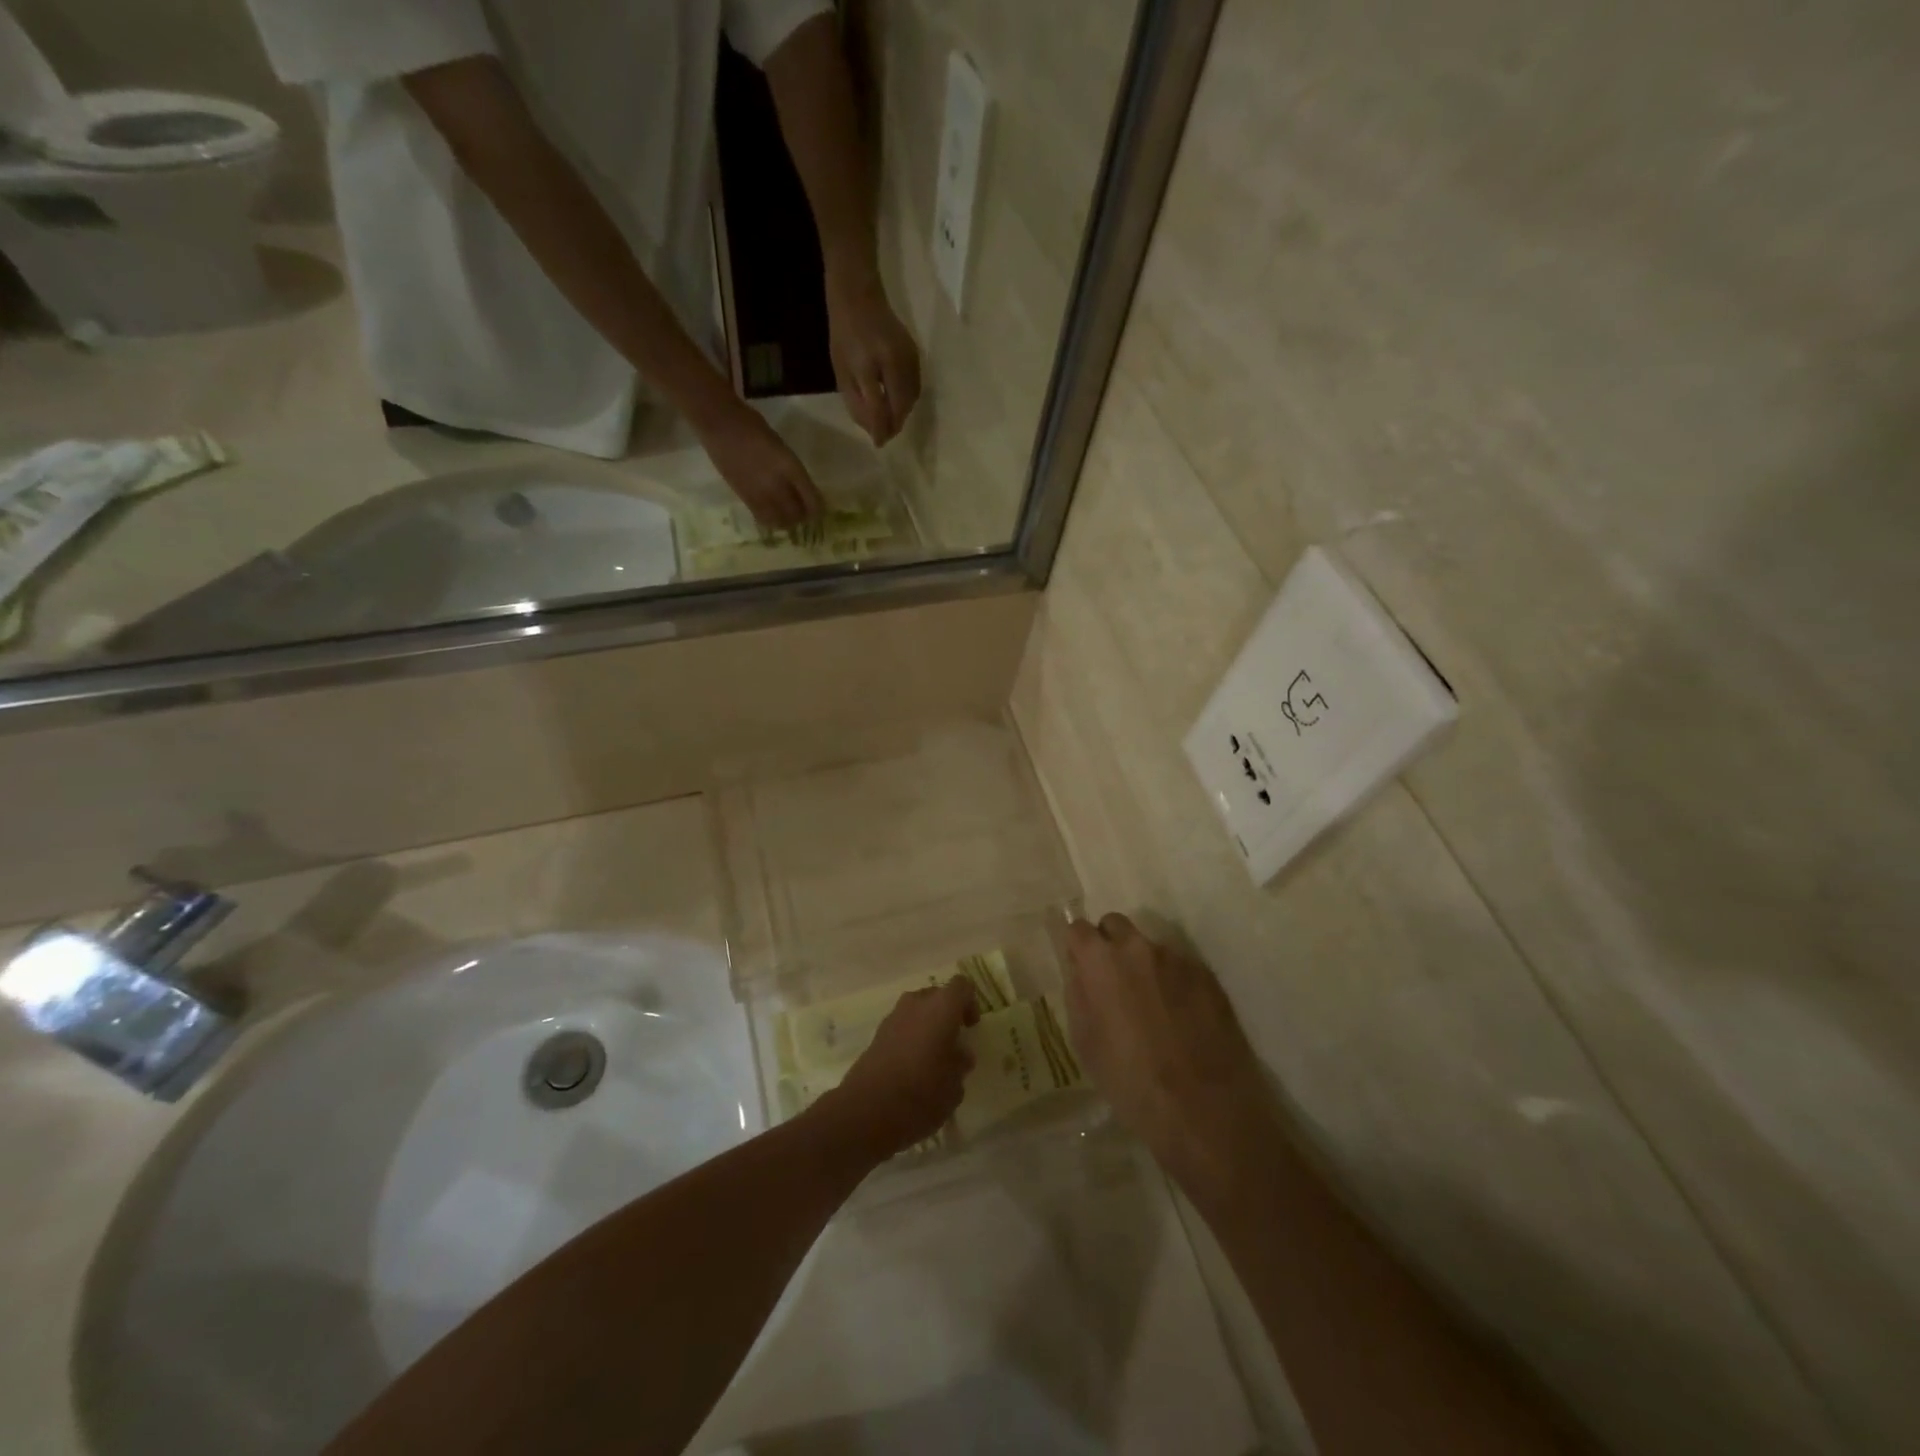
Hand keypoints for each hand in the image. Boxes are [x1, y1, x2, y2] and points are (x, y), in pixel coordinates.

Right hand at [694, 402, 825, 531]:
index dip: (817, 509)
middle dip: (803, 517)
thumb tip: (799, 487)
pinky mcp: (744, 498)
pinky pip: (762, 518)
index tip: (818, 512)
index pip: (811, 498)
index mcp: (790, 467)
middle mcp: (777, 484)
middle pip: (797, 513)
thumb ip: (791, 468)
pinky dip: (771, 520)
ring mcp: (760, 493)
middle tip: (803, 516)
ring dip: (787, 522)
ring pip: (780, 520)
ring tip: (788, 519)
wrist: (720, 424)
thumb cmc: (753, 427)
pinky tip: (772, 516)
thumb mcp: (781, 446)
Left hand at [814, 977, 978, 1163]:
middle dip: (947, 1014)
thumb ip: (961, 1063)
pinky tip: (912, 1066)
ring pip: (917, 1010)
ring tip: (932, 1057)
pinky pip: (901, 1025)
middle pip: (937, 995)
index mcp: (942, 1007)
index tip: (970, 1027)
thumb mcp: (954, 1085)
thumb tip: (960, 1054)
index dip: (970, 1002)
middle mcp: (917, 1003)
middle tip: (953, 1042)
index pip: (962, 986)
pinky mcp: (877, 1034)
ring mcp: (894, 1016)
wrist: (868, 1109)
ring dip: (927, 1025)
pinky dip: (910, 1037)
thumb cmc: (922, 1093)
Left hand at [827, 275, 921, 445]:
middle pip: (900, 405)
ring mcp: (908, 356)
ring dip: (901, 414)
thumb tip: (873, 429)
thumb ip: (855, 402)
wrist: (860, 295)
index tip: (878, 443)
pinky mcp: (916, 354)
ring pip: (911, 398)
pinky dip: (907, 400)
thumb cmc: (844, 334)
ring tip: (890, 421)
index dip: (880, 429)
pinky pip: (916, 386)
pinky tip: (896, 402)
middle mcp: (893, 361)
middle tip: (885, 436)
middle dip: (894, 424)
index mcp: (868, 364)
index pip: (879, 407)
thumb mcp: (841, 370)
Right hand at [1063, 914, 1272, 1193]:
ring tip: (1152, 1008)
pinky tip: (1180, 1019)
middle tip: (1112, 982)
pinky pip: (1180, 968)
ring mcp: (1177, 959)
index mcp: (1101, 961)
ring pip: (1150, 948)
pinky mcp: (1208, 977)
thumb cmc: (1131, 1081)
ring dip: (1144, 966)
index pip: (1078, 928)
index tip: (1079, 967)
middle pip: (1115, 925)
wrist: (1205, 1109)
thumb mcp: (1085, 1042)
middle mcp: (1139, 948)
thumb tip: (1080, 972)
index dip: (1076, 947)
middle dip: (1109, 945)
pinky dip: (1173, 983)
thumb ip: (1078, 995)